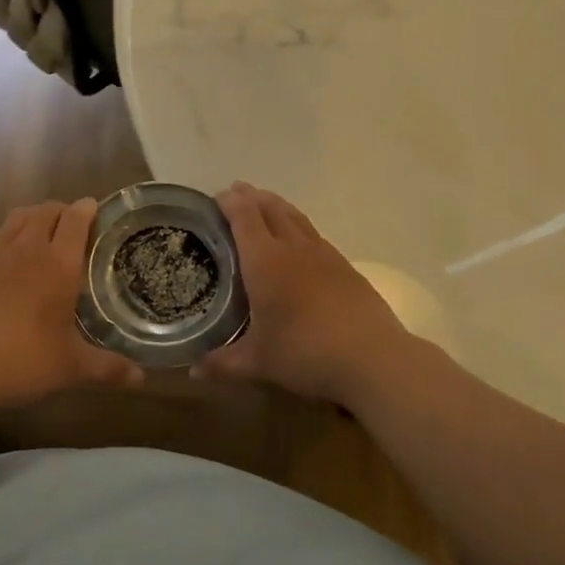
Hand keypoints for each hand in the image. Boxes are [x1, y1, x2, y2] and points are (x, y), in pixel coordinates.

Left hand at [0, 198, 143, 410]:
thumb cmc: (22, 361)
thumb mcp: (71, 368)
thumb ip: (108, 368)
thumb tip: (141, 378)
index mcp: (59, 265)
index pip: (76, 220)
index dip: (87, 209)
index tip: (94, 209)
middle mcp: (27, 249)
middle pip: (46, 211)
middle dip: (62, 211)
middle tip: (71, 225)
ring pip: (17, 218)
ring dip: (33, 217)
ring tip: (40, 230)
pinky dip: (4, 234)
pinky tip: (4, 250)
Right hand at [193, 183, 415, 405]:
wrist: (372, 358)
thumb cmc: (305, 353)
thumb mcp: (258, 363)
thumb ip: (223, 364)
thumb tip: (192, 372)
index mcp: (264, 262)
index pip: (244, 217)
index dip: (230, 203)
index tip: (217, 196)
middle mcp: (293, 248)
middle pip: (270, 209)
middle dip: (251, 197)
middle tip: (237, 192)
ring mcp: (323, 254)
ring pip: (296, 217)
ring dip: (277, 205)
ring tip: (266, 203)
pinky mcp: (345, 266)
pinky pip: (314, 234)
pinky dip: (299, 226)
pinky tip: (300, 239)